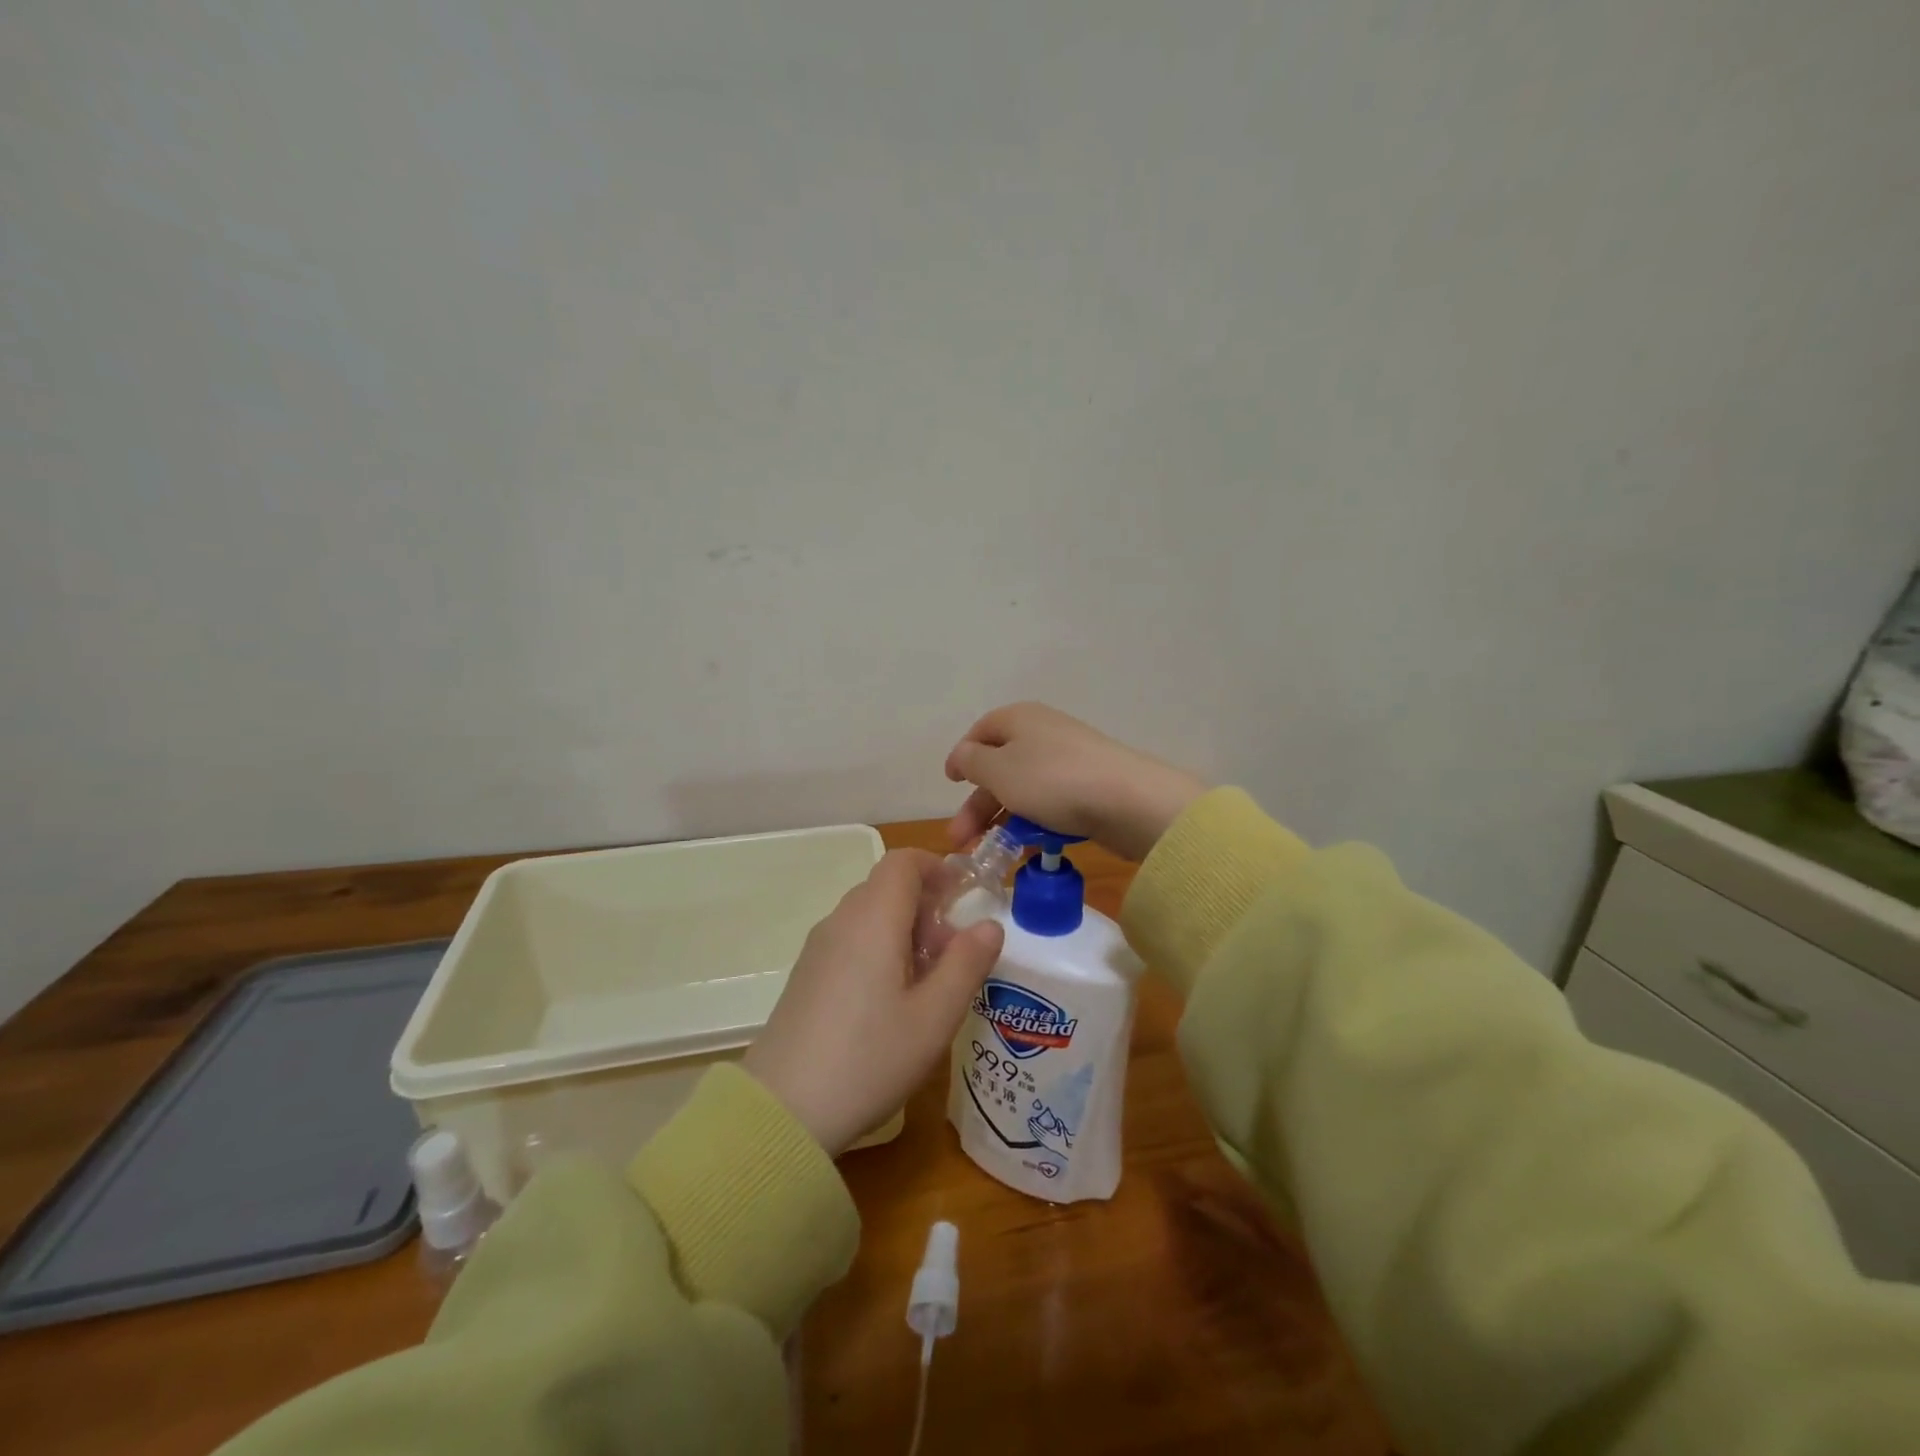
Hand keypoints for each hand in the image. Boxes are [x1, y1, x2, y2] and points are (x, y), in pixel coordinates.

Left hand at [743, 850, 1004, 1155]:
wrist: (784, 1110)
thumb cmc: (870, 1057)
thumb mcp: (935, 1016)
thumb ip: (967, 963)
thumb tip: (989, 925)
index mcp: (874, 918)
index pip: (903, 861)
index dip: (937, 868)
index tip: (963, 898)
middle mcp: (841, 921)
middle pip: (887, 887)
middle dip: (927, 906)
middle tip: (952, 954)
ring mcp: (818, 948)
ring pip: (869, 915)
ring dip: (904, 930)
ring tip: (926, 983)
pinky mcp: (806, 975)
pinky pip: (850, 940)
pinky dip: (879, 949)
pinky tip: (889, 1002)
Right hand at [945, 703, 1207, 861]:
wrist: (1128, 801)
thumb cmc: (1051, 780)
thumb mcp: (998, 770)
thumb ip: (971, 761)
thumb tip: (964, 756)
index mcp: (1018, 719)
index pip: (980, 732)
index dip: (962, 758)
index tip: (950, 785)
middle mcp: (1043, 733)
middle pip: (1000, 767)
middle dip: (978, 806)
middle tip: (961, 841)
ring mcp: (1069, 760)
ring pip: (1025, 790)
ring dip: (1004, 821)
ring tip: (994, 854)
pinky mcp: (1090, 787)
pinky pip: (1052, 804)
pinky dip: (1036, 824)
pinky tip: (1031, 850)